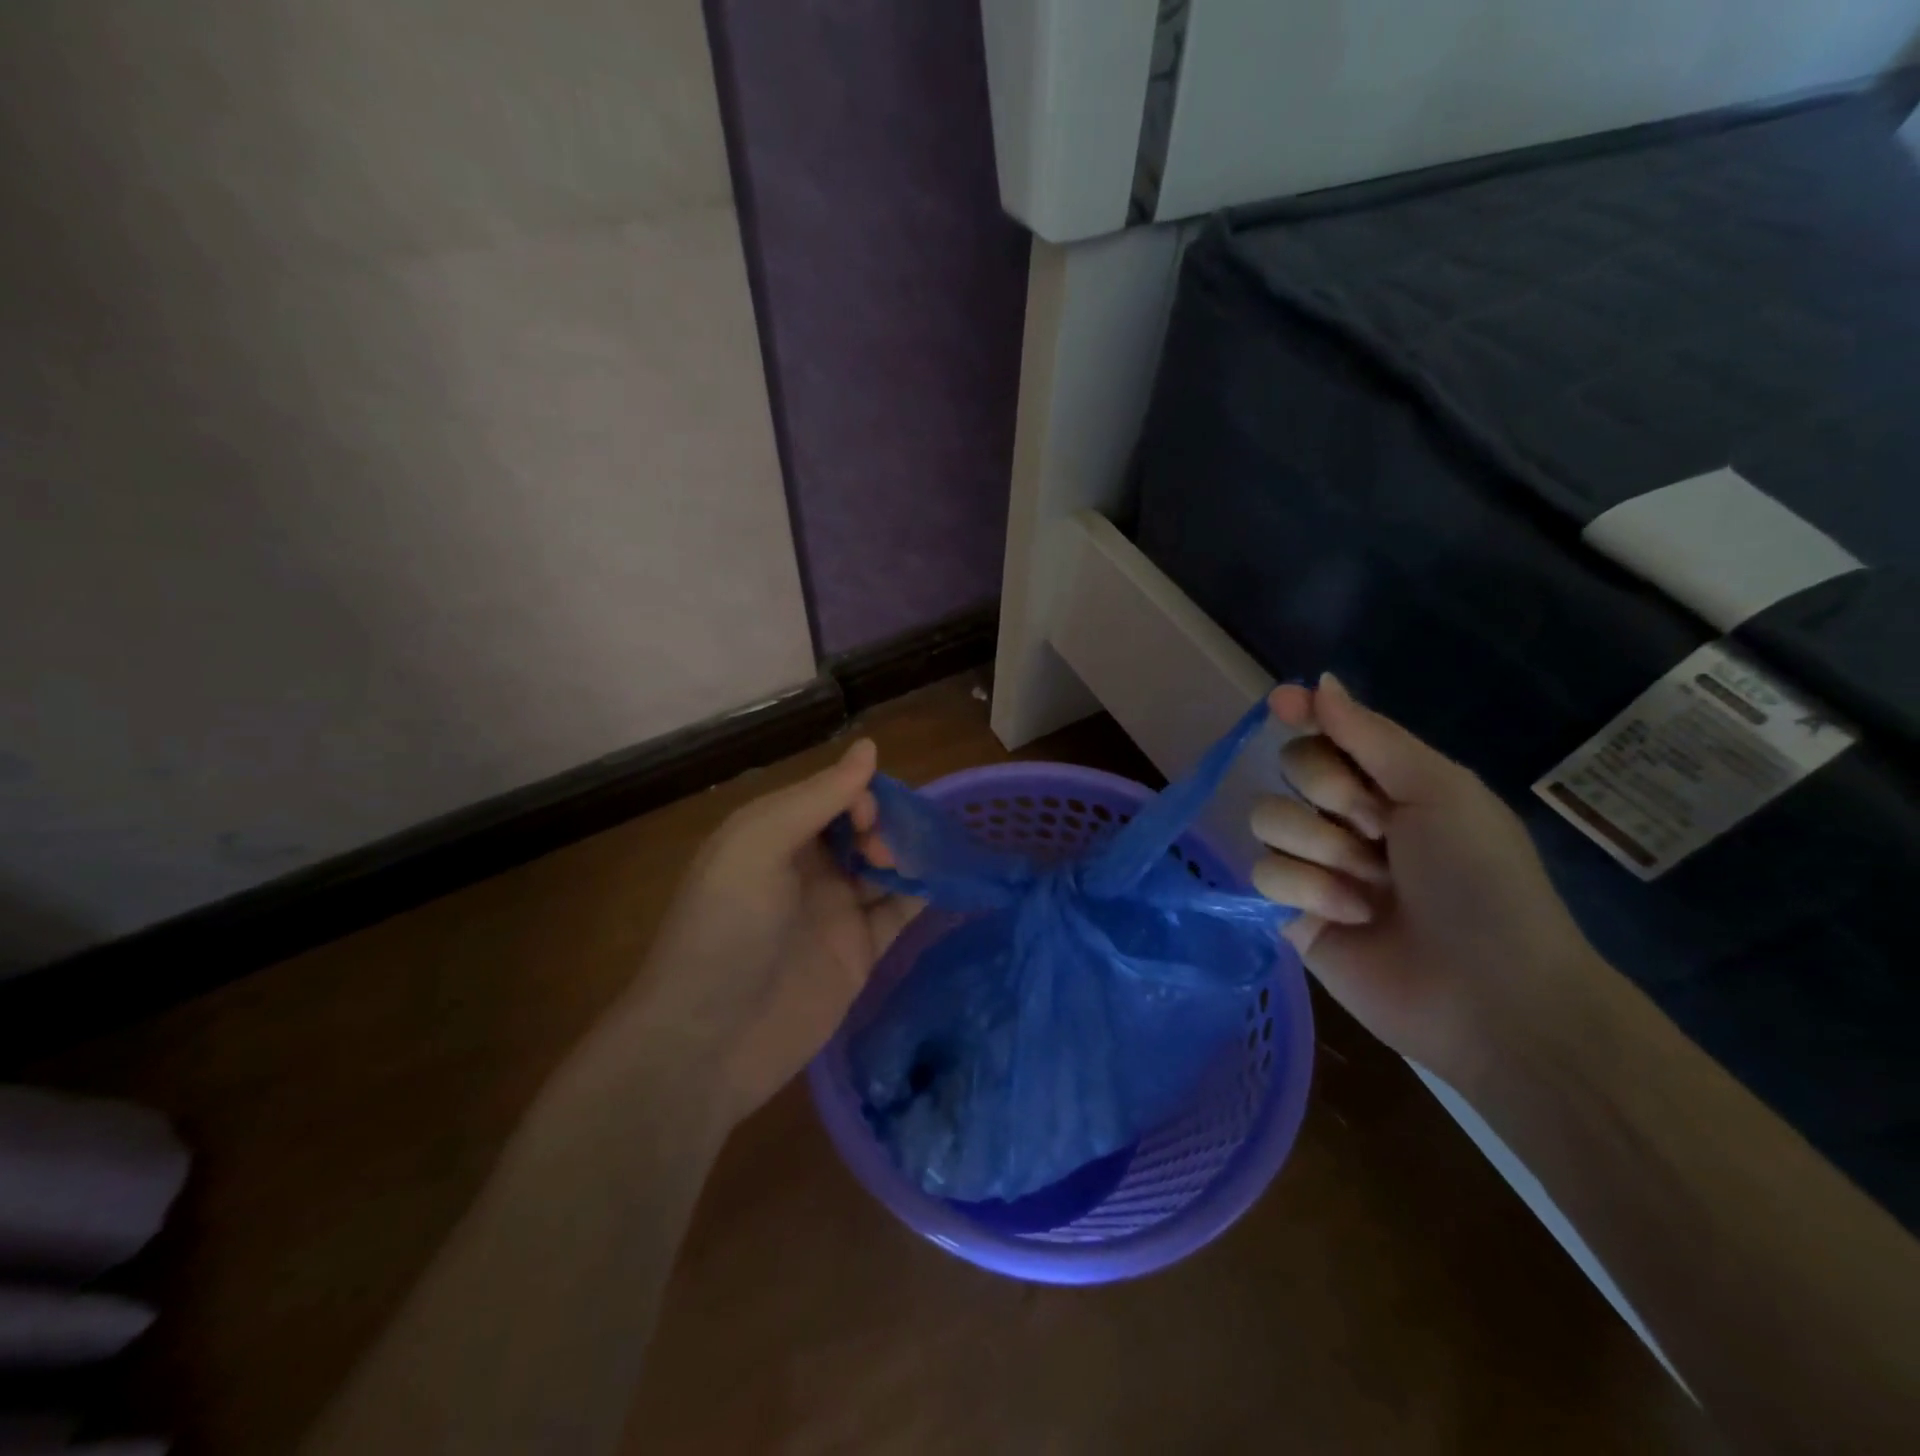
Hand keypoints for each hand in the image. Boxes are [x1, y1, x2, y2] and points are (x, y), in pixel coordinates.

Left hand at [613, 739, 919, 1125]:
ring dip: (908, 855)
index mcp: (774, 834)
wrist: (708, 1043)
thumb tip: (871, 747)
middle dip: (886, 825)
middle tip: (889, 853)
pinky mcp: (858, 953)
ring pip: (884, 866)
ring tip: (928, 861)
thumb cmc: (725, 930)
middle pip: (861, 827)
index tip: (869, 821)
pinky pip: (898, 912)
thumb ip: (817, 797)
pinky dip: (921, 894)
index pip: (831, 794)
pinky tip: (943, 884)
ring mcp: (834, 911)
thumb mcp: (759, 845)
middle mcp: (806, 867)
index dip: (858, 795)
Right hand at [1248, 673, 1605, 1082]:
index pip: (1326, 732)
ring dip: (1321, 847)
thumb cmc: (1481, 882)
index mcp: (1390, 784)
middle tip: (1379, 827)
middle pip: (1290, 768)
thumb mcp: (1441, 792)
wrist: (1491, 994)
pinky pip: (1262, 871)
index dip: (1303, 715)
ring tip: (1370, 886)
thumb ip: (1372, 736)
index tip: (1282, 704)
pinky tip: (1350, 916)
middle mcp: (1346, 818)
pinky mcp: (1288, 910)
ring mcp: (1314, 864)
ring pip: (1267, 818)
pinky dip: (1307, 889)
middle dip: (1331, 793)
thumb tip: (1319, 681)